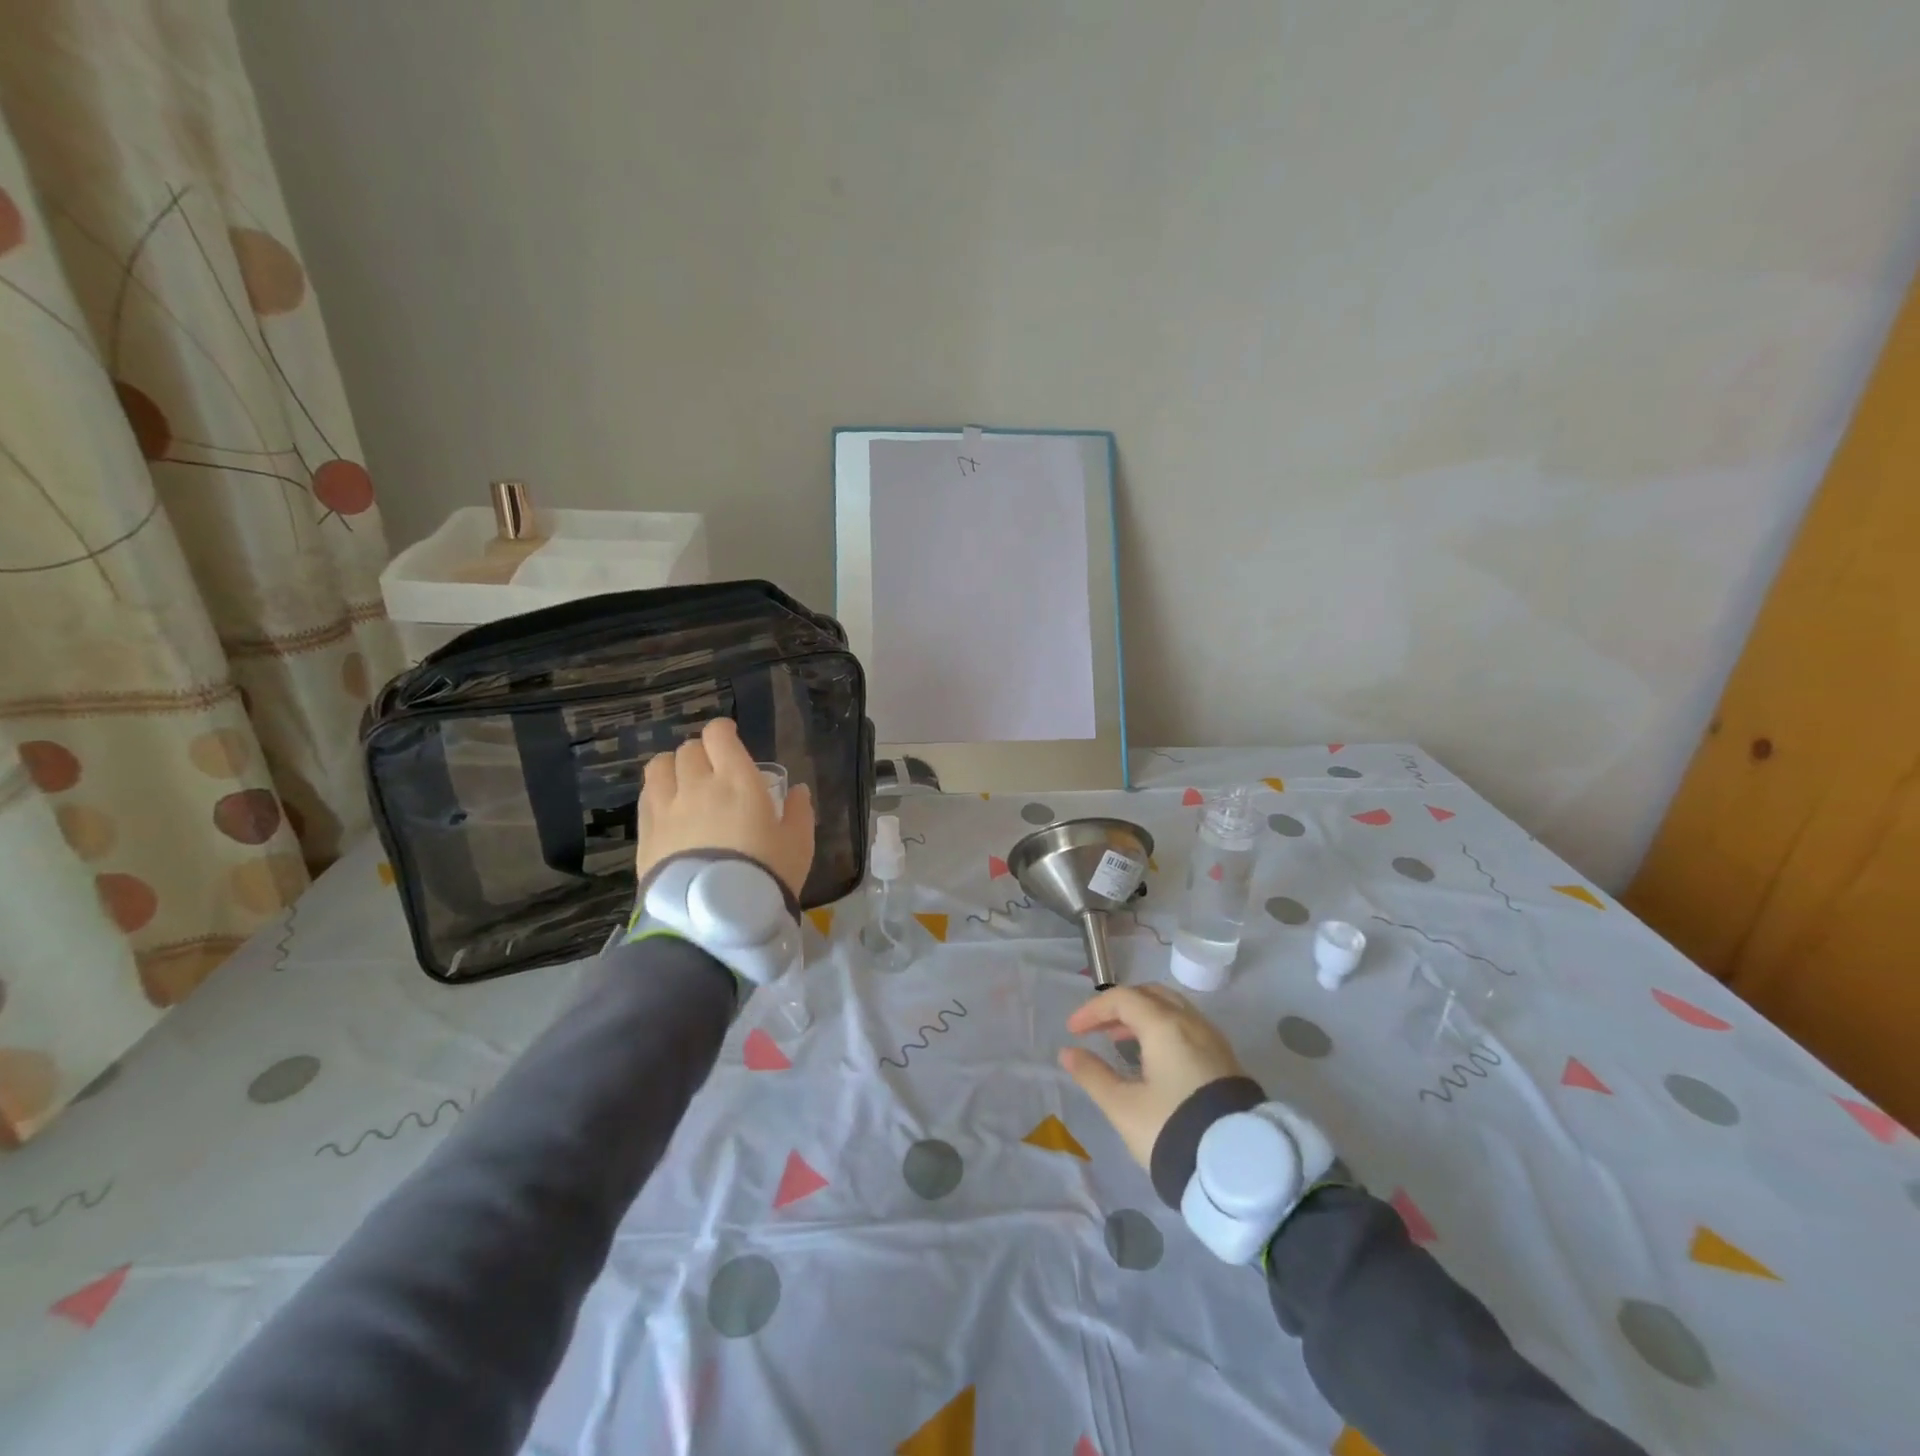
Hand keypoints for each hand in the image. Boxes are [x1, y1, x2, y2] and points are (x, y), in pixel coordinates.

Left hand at [634, 719, 816, 897]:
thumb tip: (797, 790)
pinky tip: (667, 806)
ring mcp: (667, 808)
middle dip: (701, 752)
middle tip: (712, 767)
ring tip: (682, 780)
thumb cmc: (766, 874)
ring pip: (659, 766)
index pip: (719, 736)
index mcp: (738, 780)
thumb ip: (798, 812)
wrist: (716, 917)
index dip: (723, 731)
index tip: (730, 738)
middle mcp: (698, 785)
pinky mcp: (647, 833)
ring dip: (672, 766)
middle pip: (689, 749)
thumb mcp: (798, 844)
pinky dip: (657, 792)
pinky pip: (646, 796)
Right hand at [1058, 984, 1246, 1167]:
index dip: (1093, 1010)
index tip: (1073, 1031)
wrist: (1236, 1168)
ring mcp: (1212, 1040)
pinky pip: (1188, 1027)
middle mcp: (1191, 1023)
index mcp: (1165, 1026)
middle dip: (1121, 1006)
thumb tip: (1068, 1053)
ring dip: (1143, 1017)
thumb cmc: (1171, 1129)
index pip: (1123, 999)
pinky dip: (1163, 1030)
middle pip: (1151, 995)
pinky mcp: (1225, 1060)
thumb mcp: (1123, 1106)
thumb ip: (1093, 1075)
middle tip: (1099, 1029)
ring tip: (1122, 1041)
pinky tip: (1153, 1058)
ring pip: (1173, 1010)